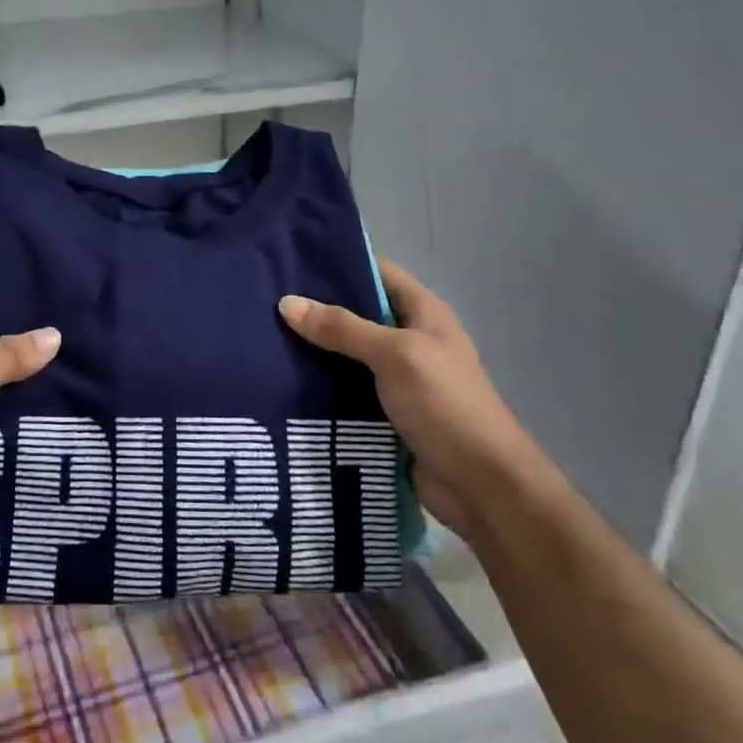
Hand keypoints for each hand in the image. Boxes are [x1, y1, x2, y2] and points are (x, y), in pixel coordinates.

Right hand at [279, 257, 529, 542]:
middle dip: (314, 308)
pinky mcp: (382, 413)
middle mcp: (408, 340)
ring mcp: (396, 379)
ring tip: (261, 337)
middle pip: (354, 314)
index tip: (290, 257)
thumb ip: (342, 329)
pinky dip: (317, 386)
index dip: (338, 262)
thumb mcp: (395, 356)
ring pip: (344, 354)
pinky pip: (343, 390)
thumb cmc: (445, 405)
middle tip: (263, 299)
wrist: (481, 486)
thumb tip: (287, 303)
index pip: (376, 272)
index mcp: (423, 313)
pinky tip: (280, 380)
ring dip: (311, 350)